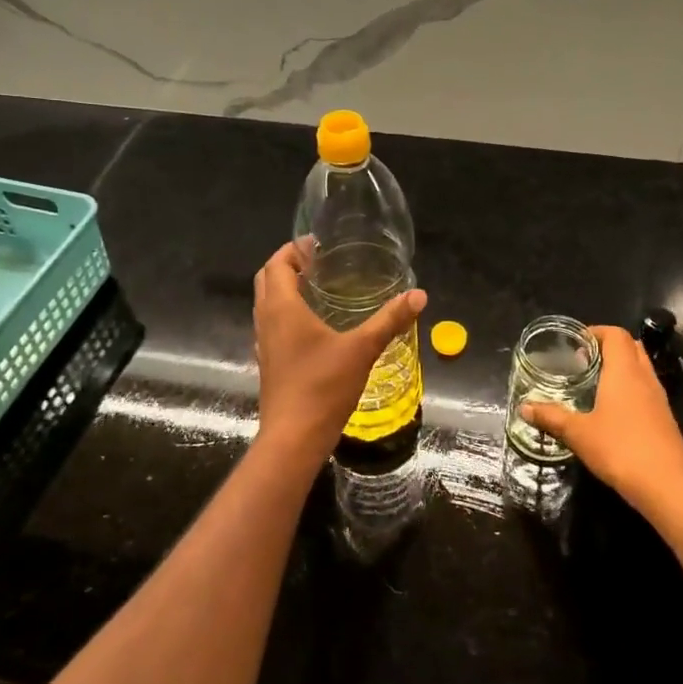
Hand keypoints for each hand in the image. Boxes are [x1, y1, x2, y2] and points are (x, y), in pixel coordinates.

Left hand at [252, 242, 426, 461]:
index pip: (276, 263)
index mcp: (282, 307)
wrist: (293, 438)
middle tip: (318, 263)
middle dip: (287, 265)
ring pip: (266, 303)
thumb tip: (419, 294)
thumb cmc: (323, 386)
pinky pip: (271, 325)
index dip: (294, 249)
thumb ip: (390, 320)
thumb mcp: (362, 349)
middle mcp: (266, 320)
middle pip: (267, 279)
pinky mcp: (268, 362)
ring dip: (284, 289)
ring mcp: (264, 343)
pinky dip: (285, 313)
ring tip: (316, 288)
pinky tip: (311, 326)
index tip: (318, 245)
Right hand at [522, 326, 682, 530]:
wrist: (668, 486)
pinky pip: (646, 390)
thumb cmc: (620, 449)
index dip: (596, 332)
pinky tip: (611, 411)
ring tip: (594, 384)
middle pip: (631, 347)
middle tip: (583, 361)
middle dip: (608, 347)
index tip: (575, 343)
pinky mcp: (665, 420)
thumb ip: (551, 417)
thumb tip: (524, 407)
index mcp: (624, 372)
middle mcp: (644, 378)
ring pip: (640, 369)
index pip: (616, 335)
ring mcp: (659, 399)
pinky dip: (629, 389)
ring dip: (620, 368)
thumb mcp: (578, 433)